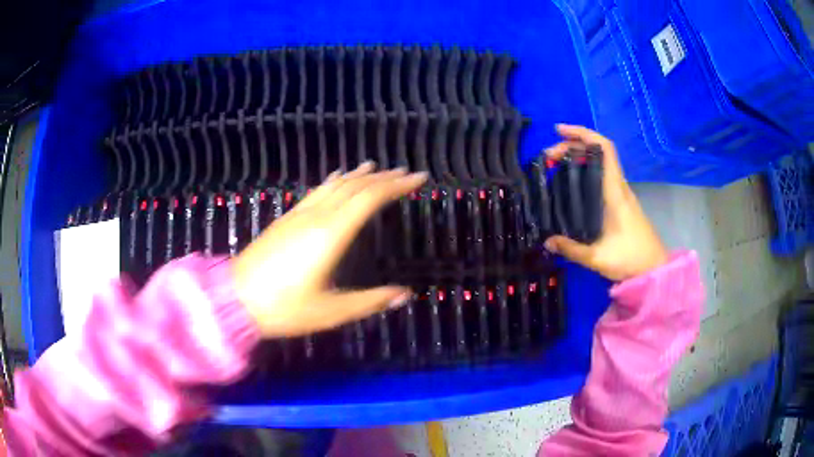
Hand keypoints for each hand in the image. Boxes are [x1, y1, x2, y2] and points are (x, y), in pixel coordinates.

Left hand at [233, 162, 427, 336]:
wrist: (234, 298)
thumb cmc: (284, 308)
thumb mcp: (330, 311)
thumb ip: (370, 302)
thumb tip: (404, 295)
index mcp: (330, 235)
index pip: (369, 199)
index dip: (395, 186)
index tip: (417, 179)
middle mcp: (316, 217)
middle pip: (354, 187)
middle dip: (382, 178)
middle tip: (405, 173)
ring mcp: (299, 215)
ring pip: (334, 186)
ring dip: (358, 176)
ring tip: (376, 168)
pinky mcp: (286, 219)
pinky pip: (316, 192)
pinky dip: (333, 182)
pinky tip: (336, 179)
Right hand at [543, 124, 667, 281]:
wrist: (653, 268)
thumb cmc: (630, 258)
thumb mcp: (598, 258)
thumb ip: (571, 249)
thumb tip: (547, 241)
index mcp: (615, 192)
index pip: (604, 150)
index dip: (583, 134)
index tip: (559, 131)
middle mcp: (619, 187)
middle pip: (598, 152)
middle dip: (572, 145)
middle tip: (549, 156)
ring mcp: (622, 193)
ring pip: (600, 163)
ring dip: (578, 156)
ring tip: (555, 165)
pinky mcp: (621, 202)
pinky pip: (602, 175)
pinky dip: (585, 170)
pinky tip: (572, 183)